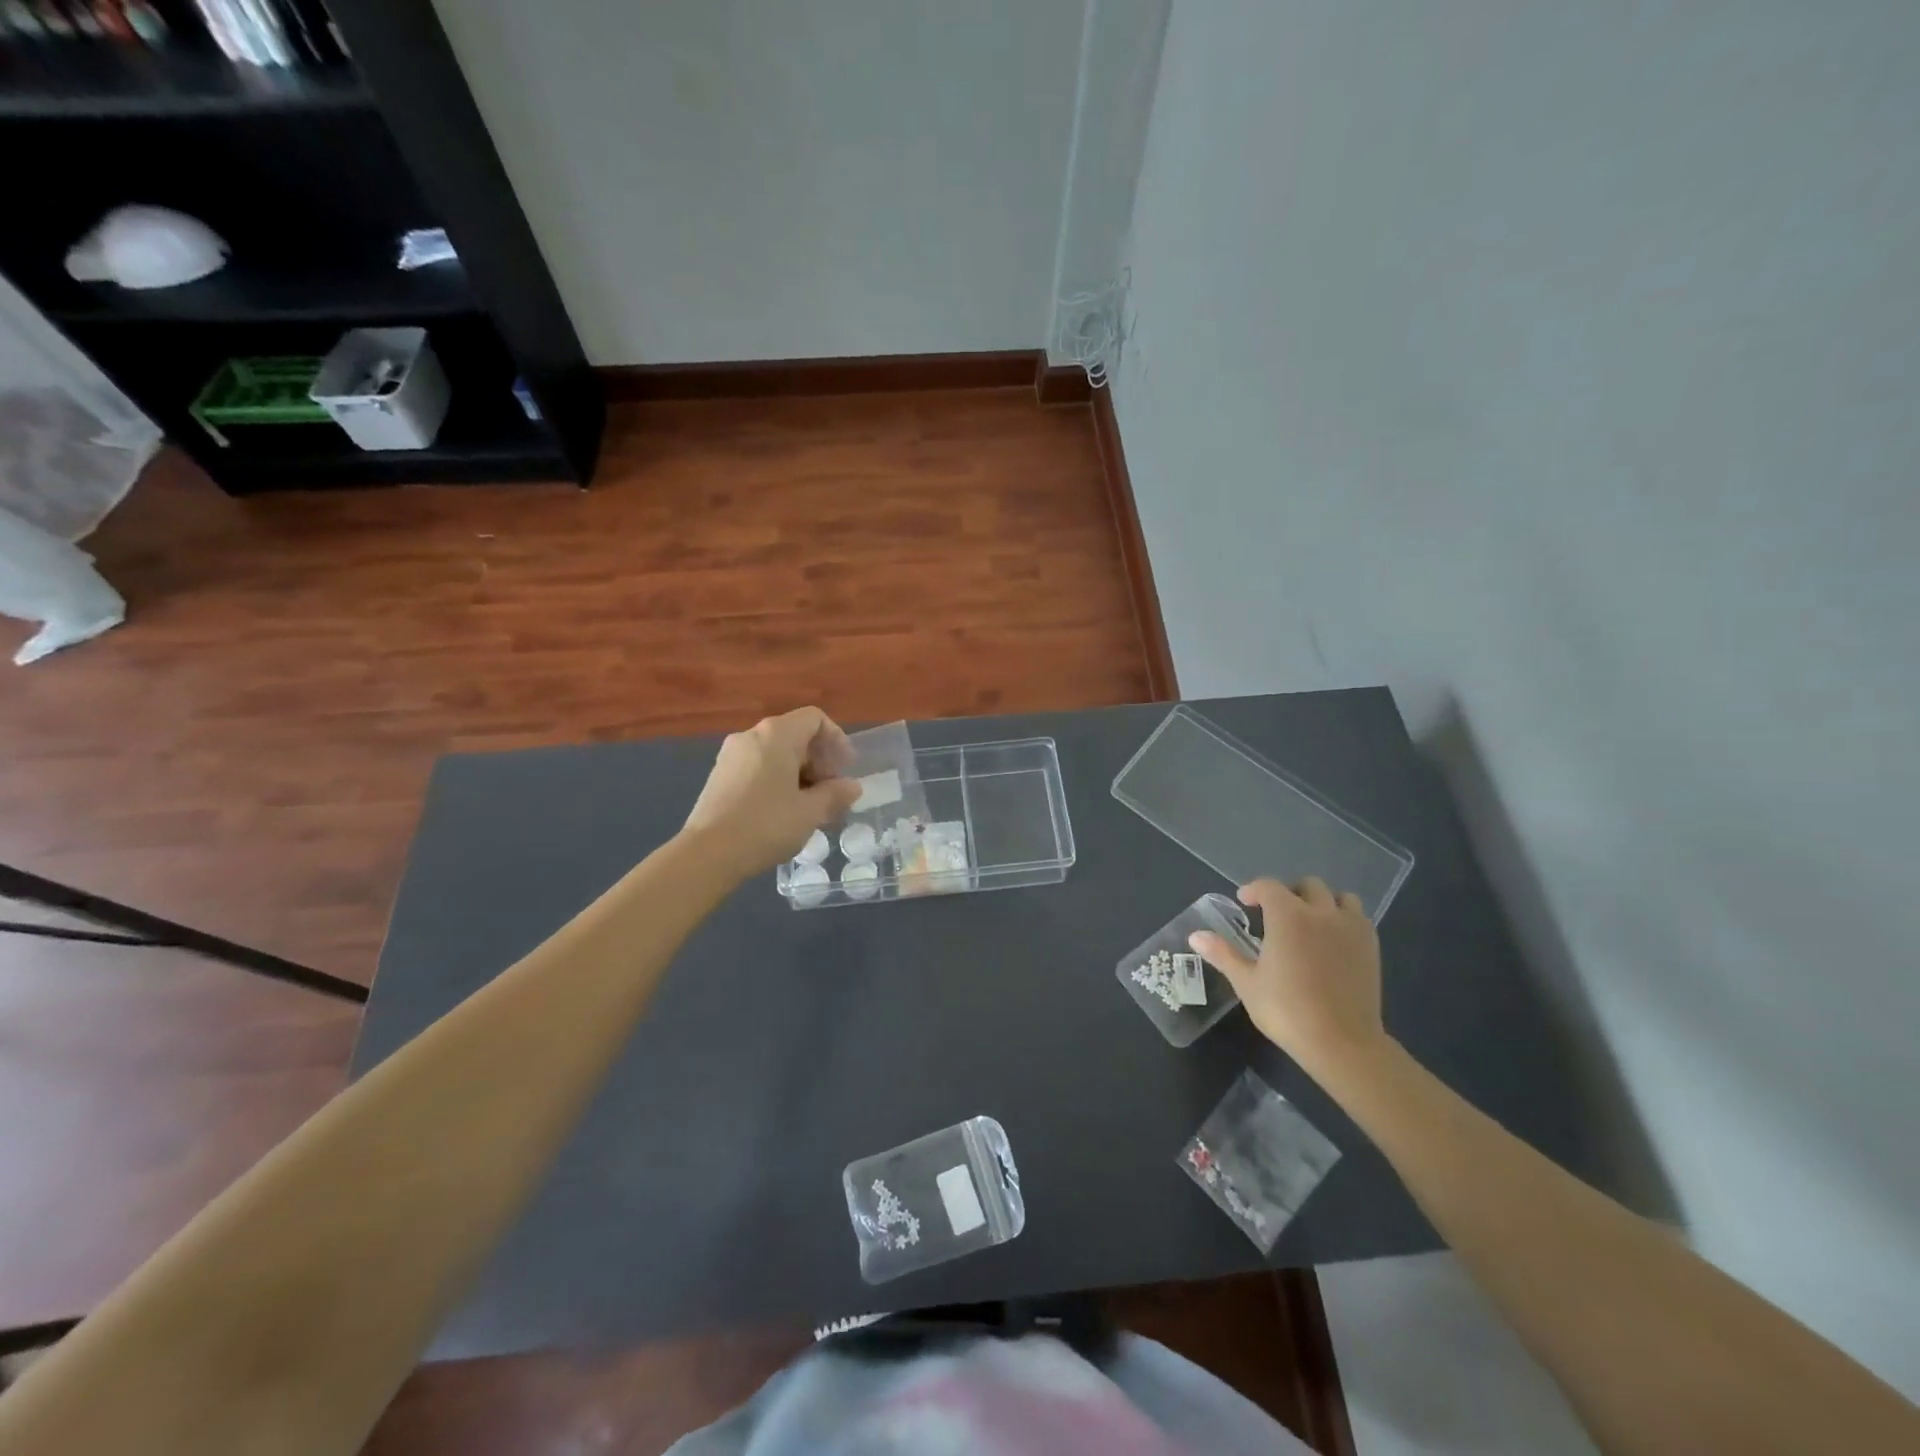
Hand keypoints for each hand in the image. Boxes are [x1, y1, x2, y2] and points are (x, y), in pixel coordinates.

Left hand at [681, 708, 860, 879]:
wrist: (707, 853)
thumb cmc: (766, 825)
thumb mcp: (811, 812)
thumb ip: (835, 794)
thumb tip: (851, 786)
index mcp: (777, 735)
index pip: (815, 719)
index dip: (837, 739)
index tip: (845, 769)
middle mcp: (751, 736)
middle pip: (795, 735)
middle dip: (819, 761)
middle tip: (831, 793)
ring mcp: (731, 755)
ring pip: (776, 753)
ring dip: (799, 774)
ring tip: (809, 807)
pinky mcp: (719, 775)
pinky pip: (758, 767)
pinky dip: (777, 780)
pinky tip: (782, 812)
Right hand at [1189, 877, 1387, 1076]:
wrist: (1342, 1042)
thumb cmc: (1287, 1010)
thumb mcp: (1247, 983)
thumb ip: (1223, 954)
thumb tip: (1195, 936)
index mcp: (1287, 916)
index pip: (1269, 887)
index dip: (1254, 890)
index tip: (1245, 902)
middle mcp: (1321, 913)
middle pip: (1308, 886)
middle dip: (1289, 892)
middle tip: (1276, 914)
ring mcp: (1351, 928)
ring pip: (1340, 897)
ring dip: (1323, 902)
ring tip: (1310, 922)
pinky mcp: (1371, 947)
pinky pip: (1358, 918)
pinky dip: (1344, 919)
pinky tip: (1333, 941)